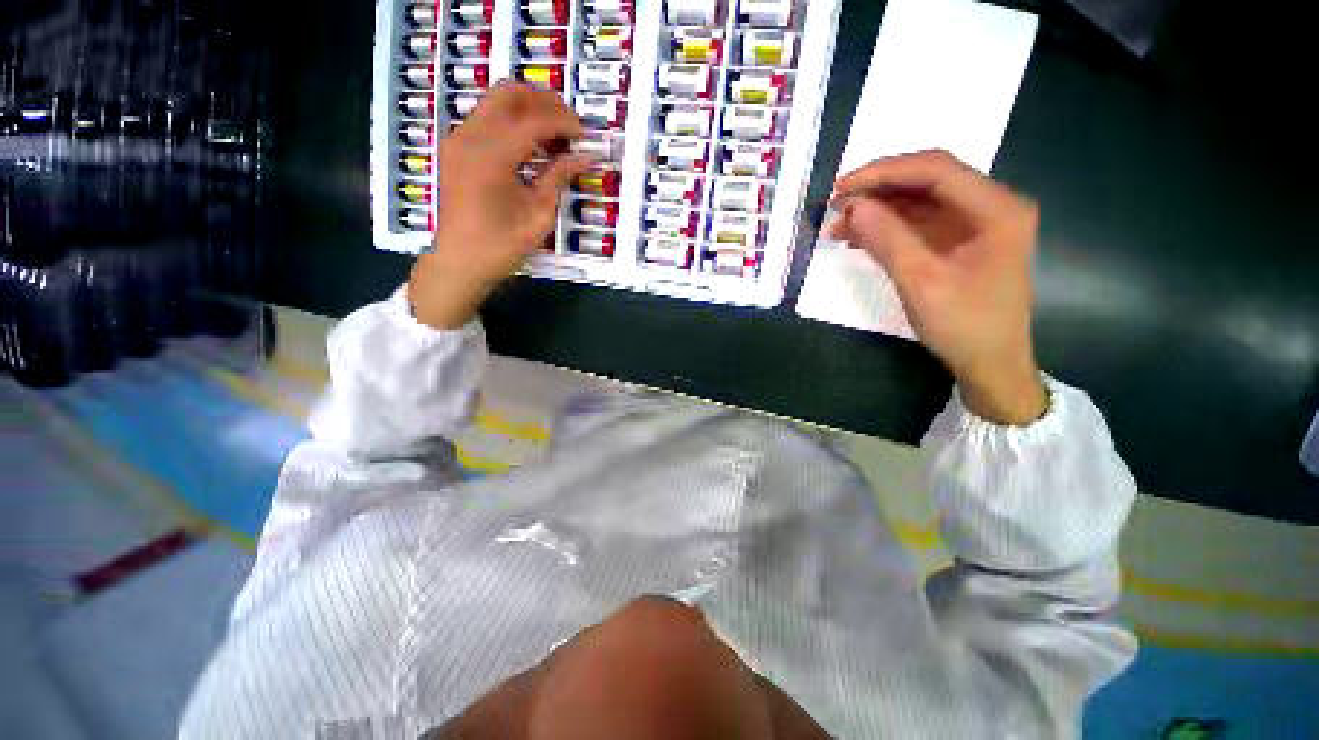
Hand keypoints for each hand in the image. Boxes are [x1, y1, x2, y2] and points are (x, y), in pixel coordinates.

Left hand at [409, 83, 589, 328]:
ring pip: (495, 102)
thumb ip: (558, 178)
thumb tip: (584, 157)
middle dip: (544, 102)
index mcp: (492, 156)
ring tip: (553, 135)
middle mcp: (470, 136)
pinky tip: (529, 146)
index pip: (534, 120)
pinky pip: (485, 118)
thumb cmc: (502, 245)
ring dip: (527, 109)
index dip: (563, 122)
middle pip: (509, 94)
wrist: (460, 260)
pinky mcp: (455, 148)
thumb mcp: (538, 215)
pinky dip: (510, 122)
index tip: (585, 134)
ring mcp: (458, 139)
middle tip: (569, 124)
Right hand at [826, 150, 1047, 425]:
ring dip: (878, 211)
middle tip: (835, 205)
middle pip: (927, 181)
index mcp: (996, 209)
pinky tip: (857, 238)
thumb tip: (853, 207)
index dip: (885, 172)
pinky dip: (887, 229)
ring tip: (837, 225)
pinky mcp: (958, 243)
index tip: (842, 187)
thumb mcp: (921, 283)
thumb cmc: (964, 327)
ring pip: (919, 203)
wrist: (990, 365)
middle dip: (878, 190)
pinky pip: (918, 225)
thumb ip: (888, 240)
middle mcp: (990, 207)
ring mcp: (974, 225)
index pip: (936, 170)